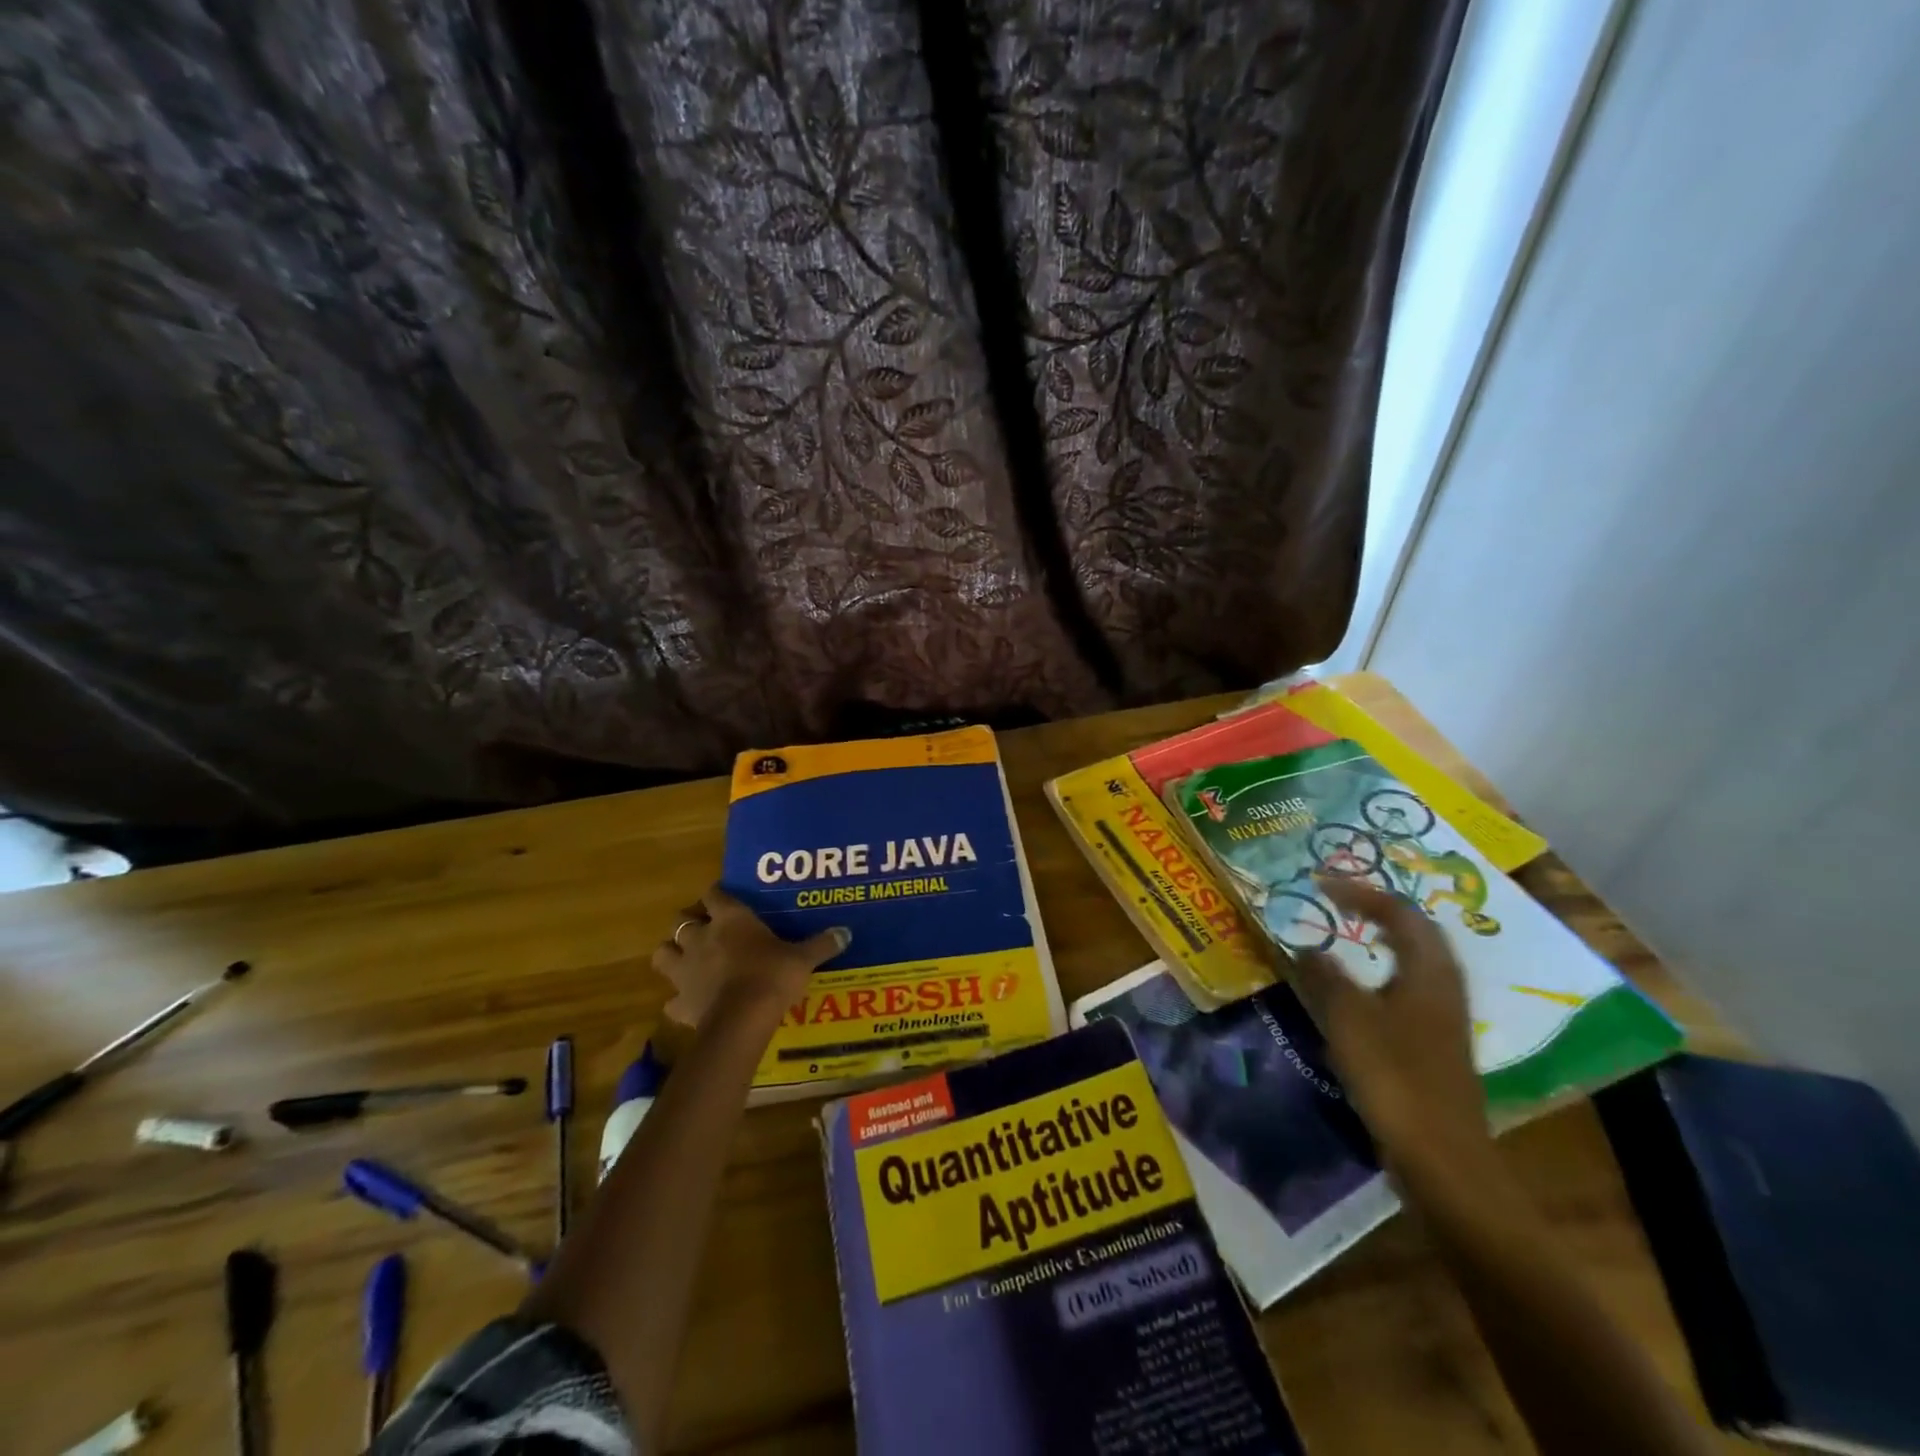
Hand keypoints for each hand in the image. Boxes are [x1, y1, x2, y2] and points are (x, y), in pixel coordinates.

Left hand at [653, 884, 849, 1027]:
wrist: (742, 1020)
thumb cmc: (772, 976)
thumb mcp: (802, 959)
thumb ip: (821, 944)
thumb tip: (846, 933)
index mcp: (730, 919)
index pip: (715, 893)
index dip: (717, 894)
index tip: (725, 898)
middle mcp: (701, 937)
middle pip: (680, 919)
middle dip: (689, 922)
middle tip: (706, 929)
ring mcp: (685, 970)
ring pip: (663, 953)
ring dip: (673, 954)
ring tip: (688, 960)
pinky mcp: (679, 1002)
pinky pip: (671, 999)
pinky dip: (678, 999)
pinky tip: (691, 1002)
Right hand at [1285, 876, 1489, 1176]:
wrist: (1441, 1156)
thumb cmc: (1393, 1076)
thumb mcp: (1347, 1018)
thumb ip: (1325, 976)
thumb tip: (1307, 948)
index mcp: (1428, 971)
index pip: (1399, 912)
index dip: (1360, 892)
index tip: (1321, 884)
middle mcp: (1443, 986)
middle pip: (1418, 932)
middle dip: (1379, 910)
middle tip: (1339, 902)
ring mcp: (1444, 1017)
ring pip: (1417, 961)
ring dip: (1384, 940)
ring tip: (1349, 935)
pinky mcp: (1436, 1044)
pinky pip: (1410, 988)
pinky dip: (1383, 973)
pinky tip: (1360, 990)